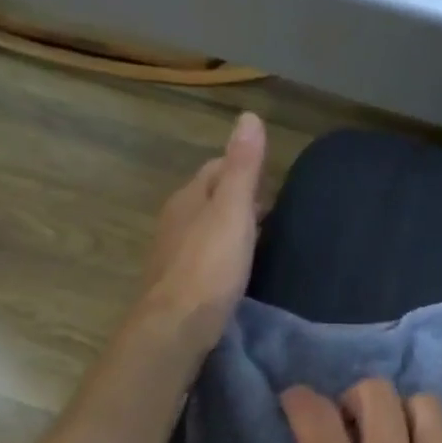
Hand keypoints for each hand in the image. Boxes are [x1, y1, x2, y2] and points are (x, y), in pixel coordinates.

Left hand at [136, 112, 265, 358]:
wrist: (175, 326)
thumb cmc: (209, 265)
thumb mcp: (233, 210)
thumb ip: (243, 167)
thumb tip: (248, 116)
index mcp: (188, 197)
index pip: (216, 167)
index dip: (242, 168)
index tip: (270, 180)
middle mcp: (175, 219)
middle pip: (208, 196)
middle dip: (236, 197)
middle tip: (270, 209)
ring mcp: (172, 251)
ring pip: (204, 226)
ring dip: (228, 225)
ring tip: (258, 237)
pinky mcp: (176, 281)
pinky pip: (202, 254)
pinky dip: (220, 251)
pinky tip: (235, 266)